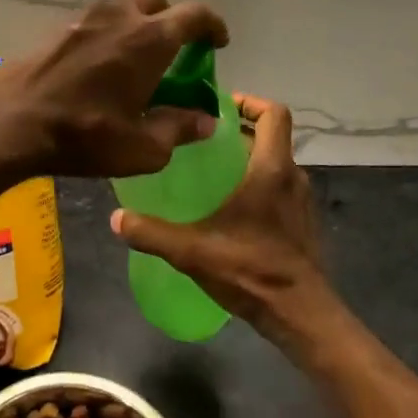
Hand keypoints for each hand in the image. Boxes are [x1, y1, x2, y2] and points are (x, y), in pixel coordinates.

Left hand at [0, 0, 229, 179]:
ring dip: (138, 25)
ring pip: (123, 8)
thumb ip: (179, 129)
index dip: (213, 25)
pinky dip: (109, 34)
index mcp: (150, 38)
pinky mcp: (57, 28)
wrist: (10, 121)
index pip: (195, 14)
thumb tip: (205, 121)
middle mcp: (120, 16)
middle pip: (158, 4)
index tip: (218, 43)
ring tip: (136, 59)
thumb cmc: (84, 134)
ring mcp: (84, 17)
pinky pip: (96, 21)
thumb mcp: (142, 147)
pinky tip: (100, 66)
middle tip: (174, 53)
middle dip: (173, 22)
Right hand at [110, 93, 347, 353]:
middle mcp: (292, 177)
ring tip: (209, 170)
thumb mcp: (192, 251)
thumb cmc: (252, 271)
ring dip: (247, 158)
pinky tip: (228, 207)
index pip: (274, 114)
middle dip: (238, 131)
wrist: (301, 315)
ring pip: (274, 163)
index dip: (249, 101)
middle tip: (199, 138)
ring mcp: (301, 201)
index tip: (218, 106)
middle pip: (270, 136)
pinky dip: (256, 183)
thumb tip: (116, 218)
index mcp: (271, 170)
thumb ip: (151, 233)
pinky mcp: (301, 222)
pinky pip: (278, 187)